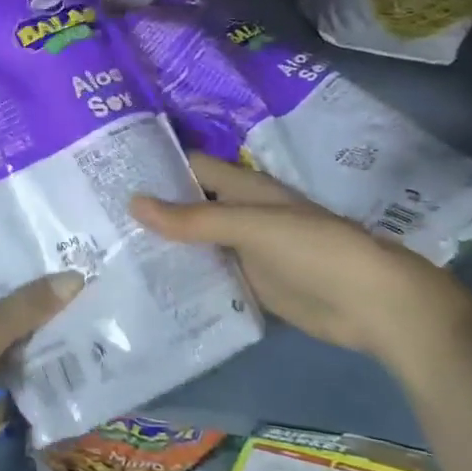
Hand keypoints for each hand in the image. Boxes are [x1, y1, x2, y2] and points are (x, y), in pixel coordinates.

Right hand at [131, 153, 470, 361]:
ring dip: (164, 246)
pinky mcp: (251, 286)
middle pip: (189, 205)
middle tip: (99, 217)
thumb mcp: (252, 226)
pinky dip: (184, 278)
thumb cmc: (315, 249)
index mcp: (244, 187)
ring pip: (196, 242)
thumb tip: (132, 201)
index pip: (191, 166)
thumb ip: (195, 218)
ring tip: (111, 251)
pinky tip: (150, 286)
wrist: (373, 305)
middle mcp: (240, 214)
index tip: (110, 170)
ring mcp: (245, 251)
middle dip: (152, 208)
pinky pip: (209, 276)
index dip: (156, 165)